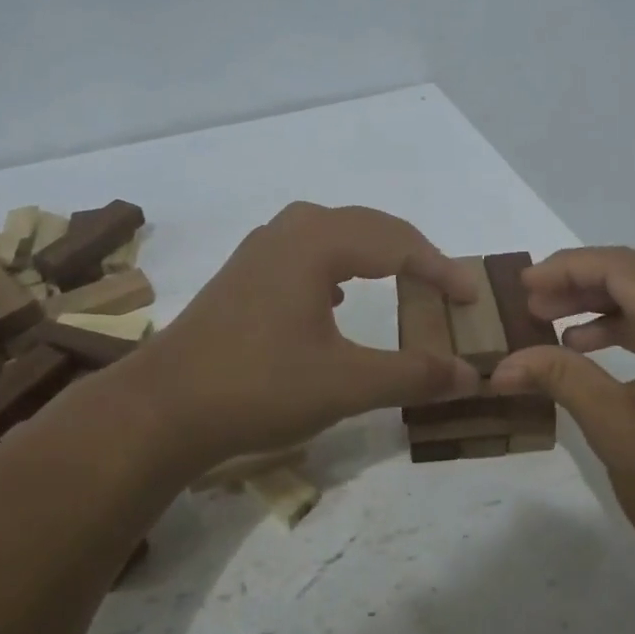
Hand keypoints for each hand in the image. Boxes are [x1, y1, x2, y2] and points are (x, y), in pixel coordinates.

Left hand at [110, 202, 482, 471]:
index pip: (398, 243)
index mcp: (317, 243)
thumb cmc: (258, 387)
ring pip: (334, 232)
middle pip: (369, 226)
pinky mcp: (244, 272)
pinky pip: (307, 248)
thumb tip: (471, 375)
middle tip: (445, 287)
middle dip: (413, 254)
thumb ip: (413, 374)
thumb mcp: (345, 384)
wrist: (163, 407)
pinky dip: (339, 262)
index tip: (471, 297)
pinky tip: (337, 296)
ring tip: (401, 280)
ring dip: (374, 251)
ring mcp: (261, 249)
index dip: (441, 268)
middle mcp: (289, 231)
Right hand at [490, 247, 634, 573]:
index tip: (522, 285)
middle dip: (581, 289)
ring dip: (604, 311)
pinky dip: (632, 334)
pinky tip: (591, 348)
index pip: (624, 269)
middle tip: (530, 305)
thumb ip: (559, 377)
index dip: (567, 270)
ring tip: (551, 324)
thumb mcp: (615, 427)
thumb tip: (500, 366)